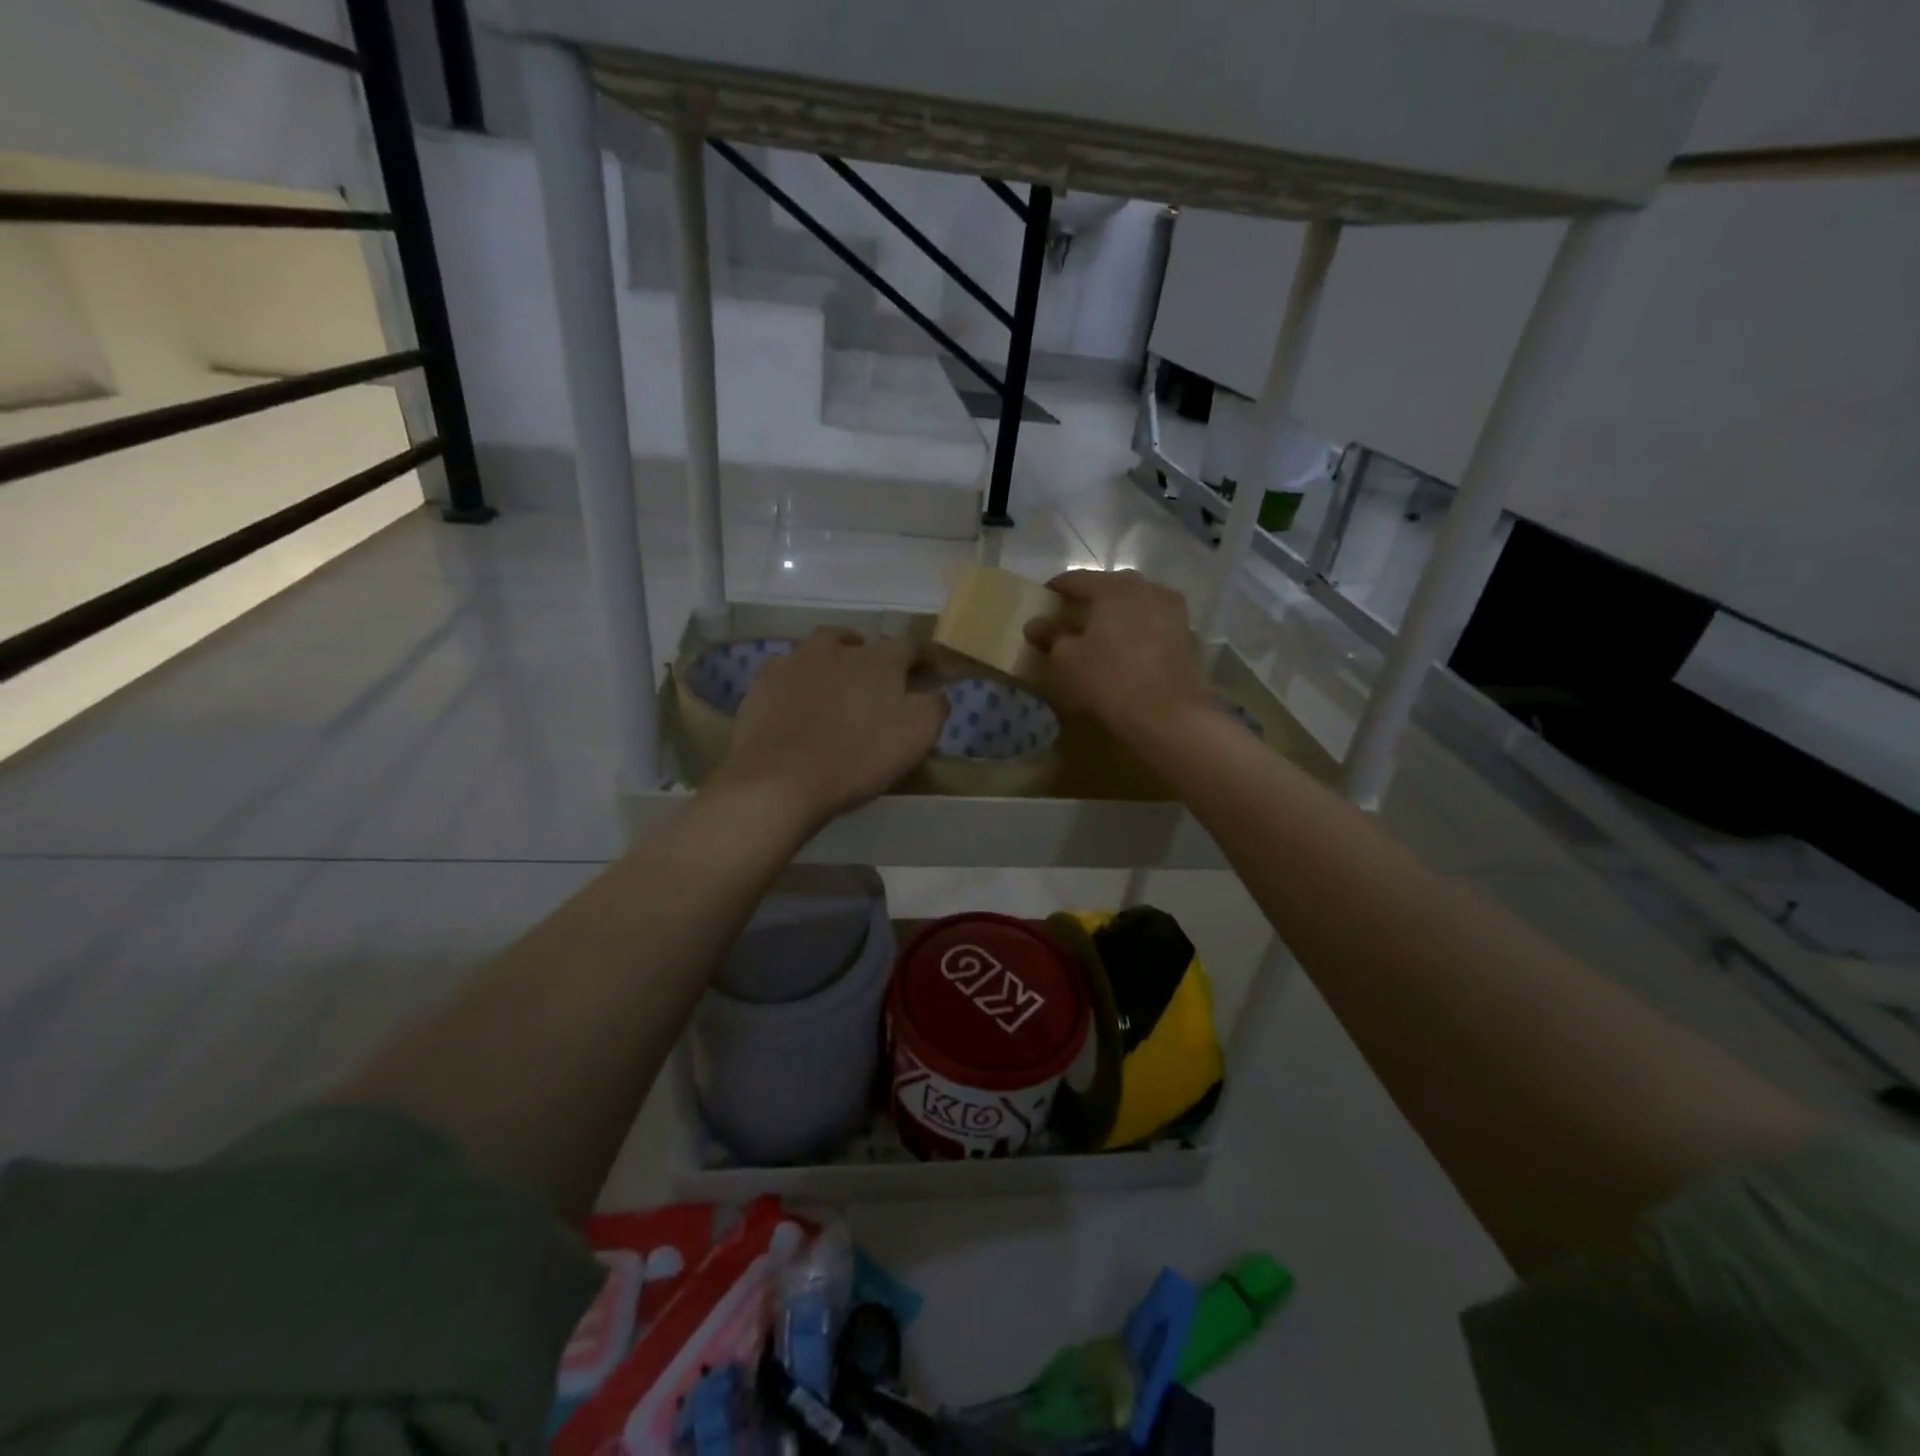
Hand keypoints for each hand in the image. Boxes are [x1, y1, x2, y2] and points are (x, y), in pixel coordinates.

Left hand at [710, 629, 947, 829]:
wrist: (780, 779)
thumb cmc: (858, 757)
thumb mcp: (918, 735)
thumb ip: (934, 706)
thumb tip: (935, 691)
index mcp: (880, 660)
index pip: (908, 647)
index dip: (917, 661)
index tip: (921, 679)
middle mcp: (837, 648)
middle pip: (858, 642)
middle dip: (868, 658)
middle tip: (872, 687)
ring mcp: (795, 661)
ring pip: (819, 651)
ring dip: (830, 664)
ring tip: (832, 691)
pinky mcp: (763, 682)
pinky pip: (786, 673)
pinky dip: (796, 683)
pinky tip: (795, 705)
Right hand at [1025, 570, 1214, 744]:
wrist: (1169, 715)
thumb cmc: (1110, 679)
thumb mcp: (1068, 659)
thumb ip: (1051, 636)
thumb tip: (1035, 624)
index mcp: (1115, 587)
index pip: (1078, 578)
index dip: (1057, 587)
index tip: (1044, 597)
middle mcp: (1147, 588)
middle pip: (1111, 587)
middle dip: (1090, 599)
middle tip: (1072, 616)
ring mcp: (1173, 610)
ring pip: (1136, 604)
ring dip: (1117, 614)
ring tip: (1100, 633)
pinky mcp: (1187, 635)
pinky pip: (1153, 623)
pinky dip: (1136, 630)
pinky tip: (1126, 649)